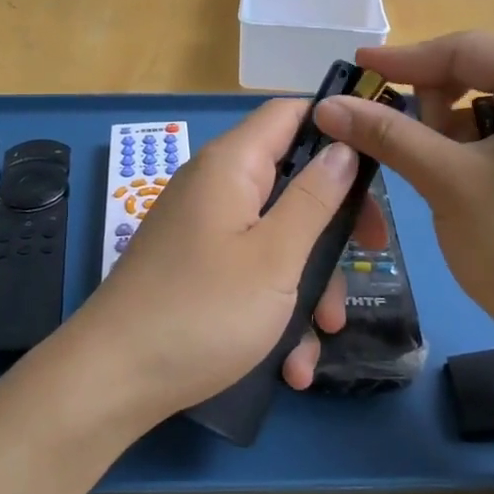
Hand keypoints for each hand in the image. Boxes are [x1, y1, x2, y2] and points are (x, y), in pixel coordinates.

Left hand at [77, 98, 387, 421]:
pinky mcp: (197, 269)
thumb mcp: (275, 255)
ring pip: (277, 237)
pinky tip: (290, 364)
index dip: (337, 128)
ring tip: (321, 338)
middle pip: (292, 181)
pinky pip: (250, 272)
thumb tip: (344, 146)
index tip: (380, 166)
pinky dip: (275, 309)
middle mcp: (216, 187)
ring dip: (308, 284)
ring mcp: (204, 230)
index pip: (291, 113)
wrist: (113, 380)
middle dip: (333, 225)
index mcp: (232, 165)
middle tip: (369, 257)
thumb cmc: (204, 310)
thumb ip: (315, 197)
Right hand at [313, 32, 493, 351]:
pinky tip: (456, 181)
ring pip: (485, 105)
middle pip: (476, 73)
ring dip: (446, 130)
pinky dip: (469, 148)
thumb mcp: (447, 181)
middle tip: (398, 142)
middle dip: (428, 104)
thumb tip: (326, 104)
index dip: (403, 60)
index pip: (464, 50)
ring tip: (432, 173)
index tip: (353, 67)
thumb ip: (386, 133)